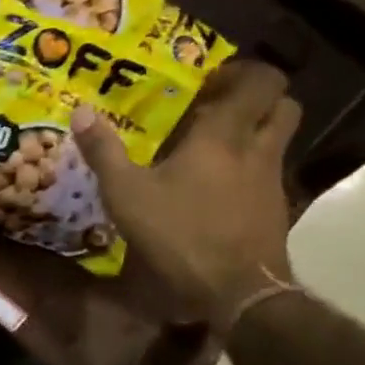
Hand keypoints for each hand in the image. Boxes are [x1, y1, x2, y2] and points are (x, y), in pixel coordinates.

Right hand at [72, 60, 300, 328]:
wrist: (238, 292)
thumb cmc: (180, 234)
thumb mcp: (127, 194)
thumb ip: (104, 152)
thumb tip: (81, 111)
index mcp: (224, 135)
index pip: (261, 82)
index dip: (242, 72)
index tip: (210, 81)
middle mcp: (257, 150)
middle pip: (283, 105)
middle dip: (258, 98)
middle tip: (218, 107)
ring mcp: (272, 181)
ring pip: (279, 140)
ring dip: (256, 133)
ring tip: (214, 147)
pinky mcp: (276, 211)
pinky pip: (269, 174)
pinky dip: (250, 169)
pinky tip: (218, 189)